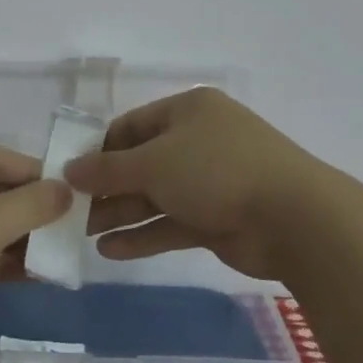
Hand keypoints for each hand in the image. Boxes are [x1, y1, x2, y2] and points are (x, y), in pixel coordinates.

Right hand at [64, 88, 324, 281]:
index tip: (68, 175)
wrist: (294, 219)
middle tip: (70, 212)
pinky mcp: (218, 218)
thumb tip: (69, 170)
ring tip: (81, 235)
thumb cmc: (216, 171)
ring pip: (155, 196)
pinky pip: (172, 223)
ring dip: (121, 214)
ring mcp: (211, 181)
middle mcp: (198, 141)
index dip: (98, 149)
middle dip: (106, 188)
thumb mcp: (153, 163)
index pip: (131, 126)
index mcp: (187, 111)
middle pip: (141, 163)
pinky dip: (144, 236)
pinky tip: (111, 251)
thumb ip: (107, 169)